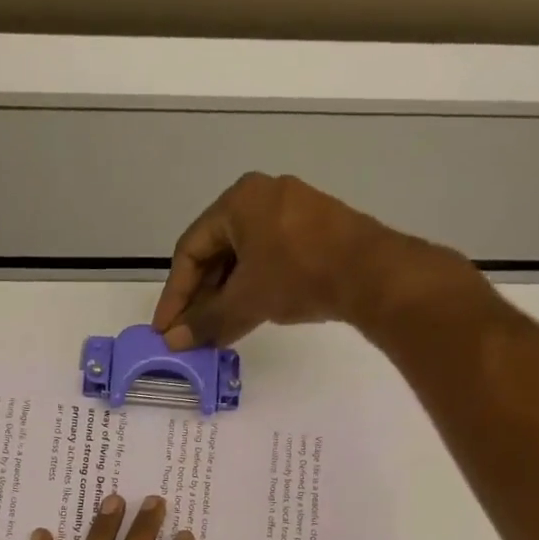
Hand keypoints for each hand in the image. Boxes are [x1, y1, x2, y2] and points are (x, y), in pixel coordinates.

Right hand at [151, 172, 480, 349]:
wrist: (373, 274)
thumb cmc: (298, 275)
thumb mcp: (245, 301)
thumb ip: (206, 322)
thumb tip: (173, 343)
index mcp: (238, 201)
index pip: (190, 250)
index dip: (174, 293)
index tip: (165, 328)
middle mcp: (262, 196)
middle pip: (216, 252)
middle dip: (200, 297)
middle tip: (188, 332)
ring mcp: (292, 210)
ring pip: (243, 258)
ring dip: (225, 296)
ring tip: (215, 331)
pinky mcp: (315, 230)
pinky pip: (269, 258)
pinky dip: (252, 287)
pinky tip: (247, 316)